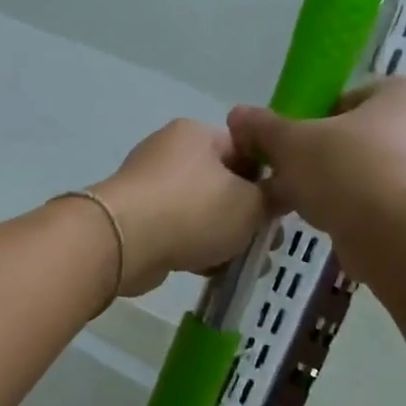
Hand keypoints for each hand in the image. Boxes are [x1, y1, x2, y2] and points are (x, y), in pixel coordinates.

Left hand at [92, 120, 269, 295]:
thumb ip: (272, 199)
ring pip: (201, 210)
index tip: (282, 212)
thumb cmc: (193, 211)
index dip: (269, 180)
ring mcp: (149, 185)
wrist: (123, 243)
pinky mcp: (136, 218)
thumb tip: (276, 195)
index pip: (246, 149)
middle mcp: (170, 151)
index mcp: (197, 134)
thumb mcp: (251, 205)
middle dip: (247, 216)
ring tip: (246, 265)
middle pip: (223, 182)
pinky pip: (177, 230)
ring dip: (224, 237)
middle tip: (268, 244)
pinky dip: (196, 247)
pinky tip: (213, 271)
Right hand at [226, 77, 405, 242]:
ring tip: (305, 204)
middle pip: (360, 135)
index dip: (312, 122)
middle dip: (324, 156)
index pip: (349, 99)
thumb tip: (236, 115)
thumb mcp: (291, 143)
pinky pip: (386, 201)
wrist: (399, 238)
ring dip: (338, 185)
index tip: (290, 147)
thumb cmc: (349, 171)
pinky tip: (332, 223)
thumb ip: (263, 128)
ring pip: (371, 170)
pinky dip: (360, 210)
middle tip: (292, 177)